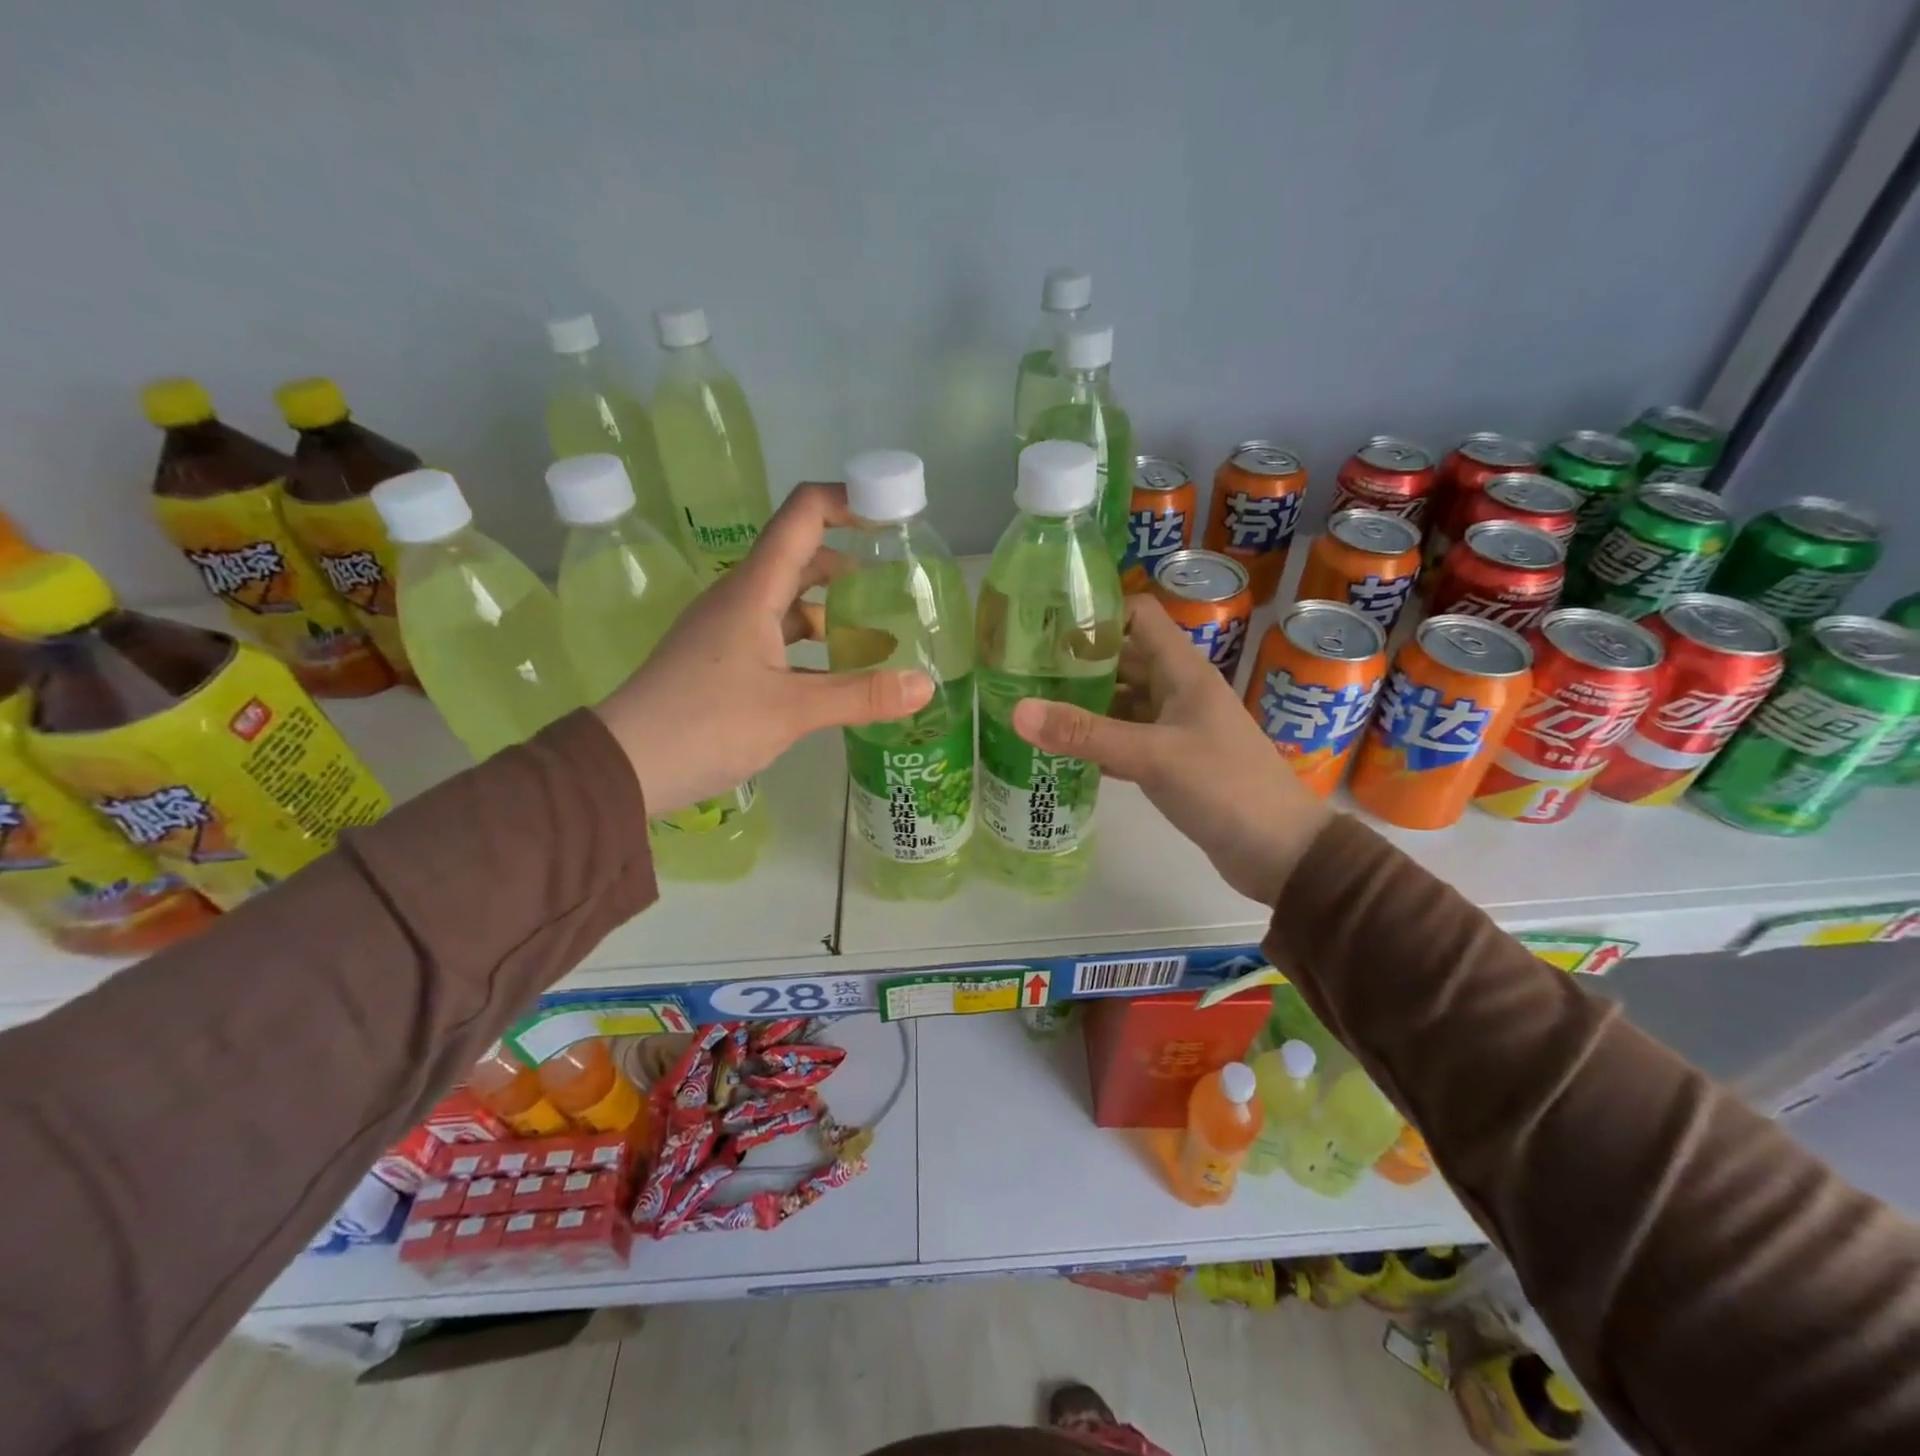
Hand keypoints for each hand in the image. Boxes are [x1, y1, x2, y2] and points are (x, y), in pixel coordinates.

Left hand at [596, 482, 932, 815]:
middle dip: (850, 561)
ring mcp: (729, 630)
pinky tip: (838, 672)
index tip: (892, 516)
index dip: (848, 501)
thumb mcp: (791, 711)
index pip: (802, 514)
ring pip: (789, 600)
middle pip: (801, 555)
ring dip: (831, 607)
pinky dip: (811, 643)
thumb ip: (860, 695)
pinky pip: (777, 635)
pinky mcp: (723, 661)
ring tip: (879, 631)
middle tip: (898, 584)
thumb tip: (926, 685)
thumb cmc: (705, 724)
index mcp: (754, 590)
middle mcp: (740, 598)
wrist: (624, 766)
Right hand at [1010, 595, 1332, 906]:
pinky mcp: (1171, 761)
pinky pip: (1126, 738)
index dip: (1096, 614)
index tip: (1046, 628)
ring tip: (1030, 710)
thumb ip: (1084, 733)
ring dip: (1083, 704)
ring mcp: (1175, 727)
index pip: (1138, 616)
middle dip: (1076, 663)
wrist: (1281, 851)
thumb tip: (1017, 710)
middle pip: (1122, 659)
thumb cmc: (1225, 788)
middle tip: (1020, 673)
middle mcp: (1178, 690)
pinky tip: (1059, 752)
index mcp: (1182, 670)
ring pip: (1121, 702)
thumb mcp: (1152, 756)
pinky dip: (1097, 741)